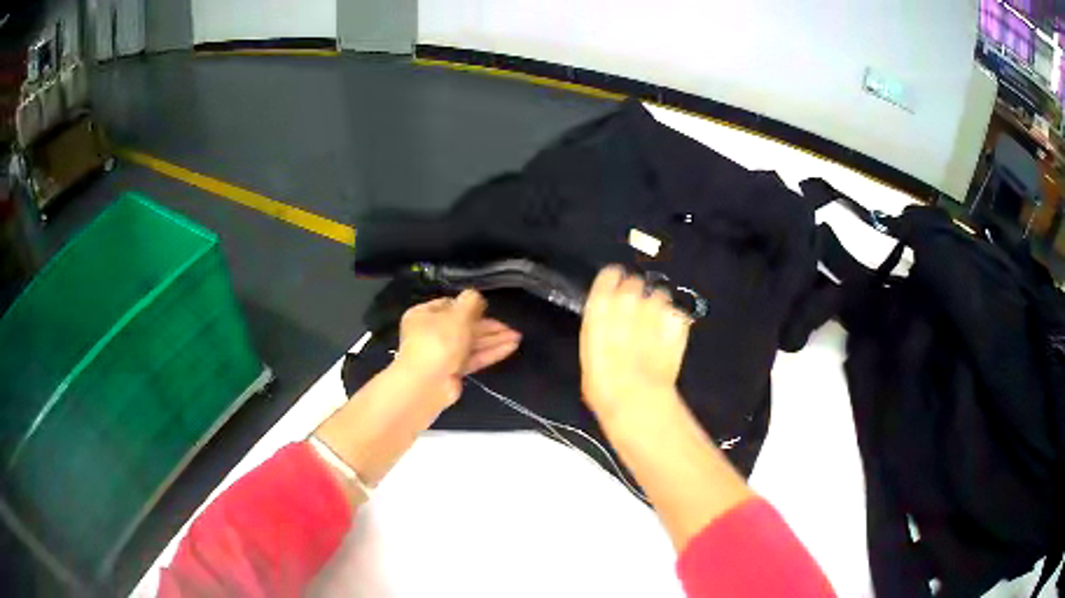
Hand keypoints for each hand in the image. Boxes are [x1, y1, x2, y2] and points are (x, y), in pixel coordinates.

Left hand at [395, 290, 521, 405]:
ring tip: (517, 337)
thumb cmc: (438, 342)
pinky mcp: (453, 371)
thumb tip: (477, 296)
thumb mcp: (457, 315)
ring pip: (471, 343)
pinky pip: (474, 358)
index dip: (470, 305)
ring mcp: (443, 354)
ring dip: (494, 339)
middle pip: (464, 325)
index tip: (488, 307)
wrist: (427, 383)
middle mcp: (431, 333)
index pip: (450, 305)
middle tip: (510, 325)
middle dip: (488, 325)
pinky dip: (491, 352)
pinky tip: (511, 347)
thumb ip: (471, 302)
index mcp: (424, 315)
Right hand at [580, 266, 691, 420]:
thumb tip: (607, 331)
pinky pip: (677, 314)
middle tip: (636, 315)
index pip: (609, 275)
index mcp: (600, 304)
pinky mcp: (679, 321)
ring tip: (656, 328)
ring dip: (658, 306)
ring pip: (661, 294)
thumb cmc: (603, 384)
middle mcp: (628, 298)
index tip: (615, 289)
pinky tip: (670, 338)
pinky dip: (674, 323)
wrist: (637, 397)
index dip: (614, 282)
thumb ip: (601, 332)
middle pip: (636, 282)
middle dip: (637, 295)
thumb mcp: (590, 355)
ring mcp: (656, 308)